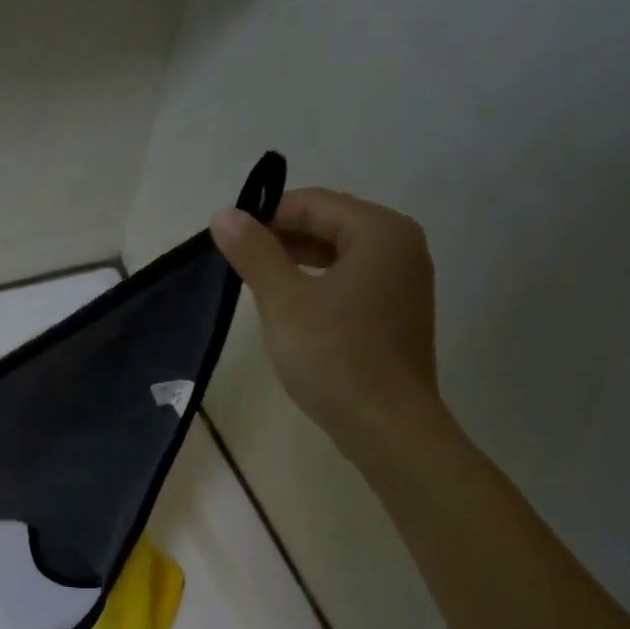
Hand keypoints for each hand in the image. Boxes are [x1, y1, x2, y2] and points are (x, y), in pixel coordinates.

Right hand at [211, 188, 444, 463]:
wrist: (386, 425)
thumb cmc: (333, 357)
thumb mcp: (284, 302)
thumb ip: (254, 254)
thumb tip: (224, 214)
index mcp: (380, 231)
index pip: (315, 203)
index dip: (268, 215)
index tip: (229, 238)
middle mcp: (402, 248)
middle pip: (332, 227)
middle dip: (283, 241)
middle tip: (238, 264)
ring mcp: (405, 284)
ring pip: (342, 259)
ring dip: (299, 266)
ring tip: (259, 287)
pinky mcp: (399, 317)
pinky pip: (354, 286)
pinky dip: (321, 289)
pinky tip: (293, 313)